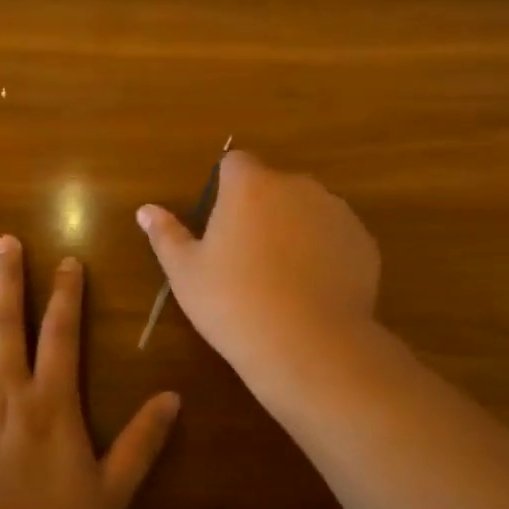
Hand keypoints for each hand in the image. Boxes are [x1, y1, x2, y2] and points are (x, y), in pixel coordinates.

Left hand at [0, 236, 180, 508]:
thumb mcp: (111, 494)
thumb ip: (142, 442)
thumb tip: (173, 396)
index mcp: (50, 403)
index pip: (61, 334)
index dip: (67, 294)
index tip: (68, 261)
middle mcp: (4, 391)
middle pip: (6, 321)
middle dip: (8, 277)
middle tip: (5, 240)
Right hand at [135, 151, 379, 381]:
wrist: (310, 345)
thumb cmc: (234, 303)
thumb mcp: (186, 273)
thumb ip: (166, 235)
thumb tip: (146, 210)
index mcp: (250, 185)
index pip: (235, 163)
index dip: (225, 186)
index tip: (220, 221)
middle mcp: (296, 185)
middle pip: (273, 185)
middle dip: (261, 208)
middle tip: (247, 255)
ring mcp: (336, 211)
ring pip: (307, 208)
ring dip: (294, 227)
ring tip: (283, 276)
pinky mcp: (362, 241)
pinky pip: (335, 235)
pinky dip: (324, 250)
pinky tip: (313, 289)